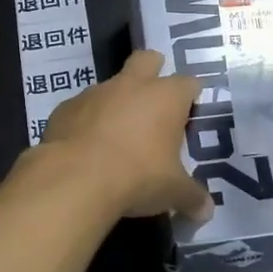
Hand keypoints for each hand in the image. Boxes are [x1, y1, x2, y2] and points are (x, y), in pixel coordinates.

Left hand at [35, 50, 213, 221]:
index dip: (190, 96)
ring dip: (117, 102)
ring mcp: (96, 92)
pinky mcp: (66, 107)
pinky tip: (87, 149)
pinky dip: (87, 122)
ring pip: (112, 85)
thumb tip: (206, 211)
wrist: (74, 178)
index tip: (190, 115)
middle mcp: (132, 85)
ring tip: (118, 136)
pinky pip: (82, 108)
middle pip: (148, 60)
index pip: (188, 83)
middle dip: (153, 72)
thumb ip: (192, 197)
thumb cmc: (138, 176)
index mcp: (166, 96)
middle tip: (155, 103)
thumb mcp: (173, 192)